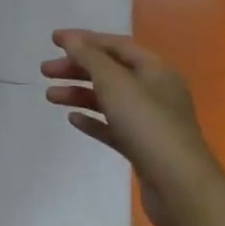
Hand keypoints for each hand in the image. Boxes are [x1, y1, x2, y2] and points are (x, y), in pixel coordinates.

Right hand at [41, 30, 224, 225]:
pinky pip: (112, 126)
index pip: (116, 45)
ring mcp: (149, 120)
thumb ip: (90, 58)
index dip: (84, 40)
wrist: (179, 186)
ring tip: (50, 97)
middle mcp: (154, 90)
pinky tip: (73, 120)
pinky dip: (93, 120)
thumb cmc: (147, 125)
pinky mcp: (142, 147)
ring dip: (79, 94)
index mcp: (154, 69)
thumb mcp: (115, 83)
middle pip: (110, 72)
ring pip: (108, 99)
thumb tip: (70, 39)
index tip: (53, 40)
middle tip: (45, 71)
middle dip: (76, 68)